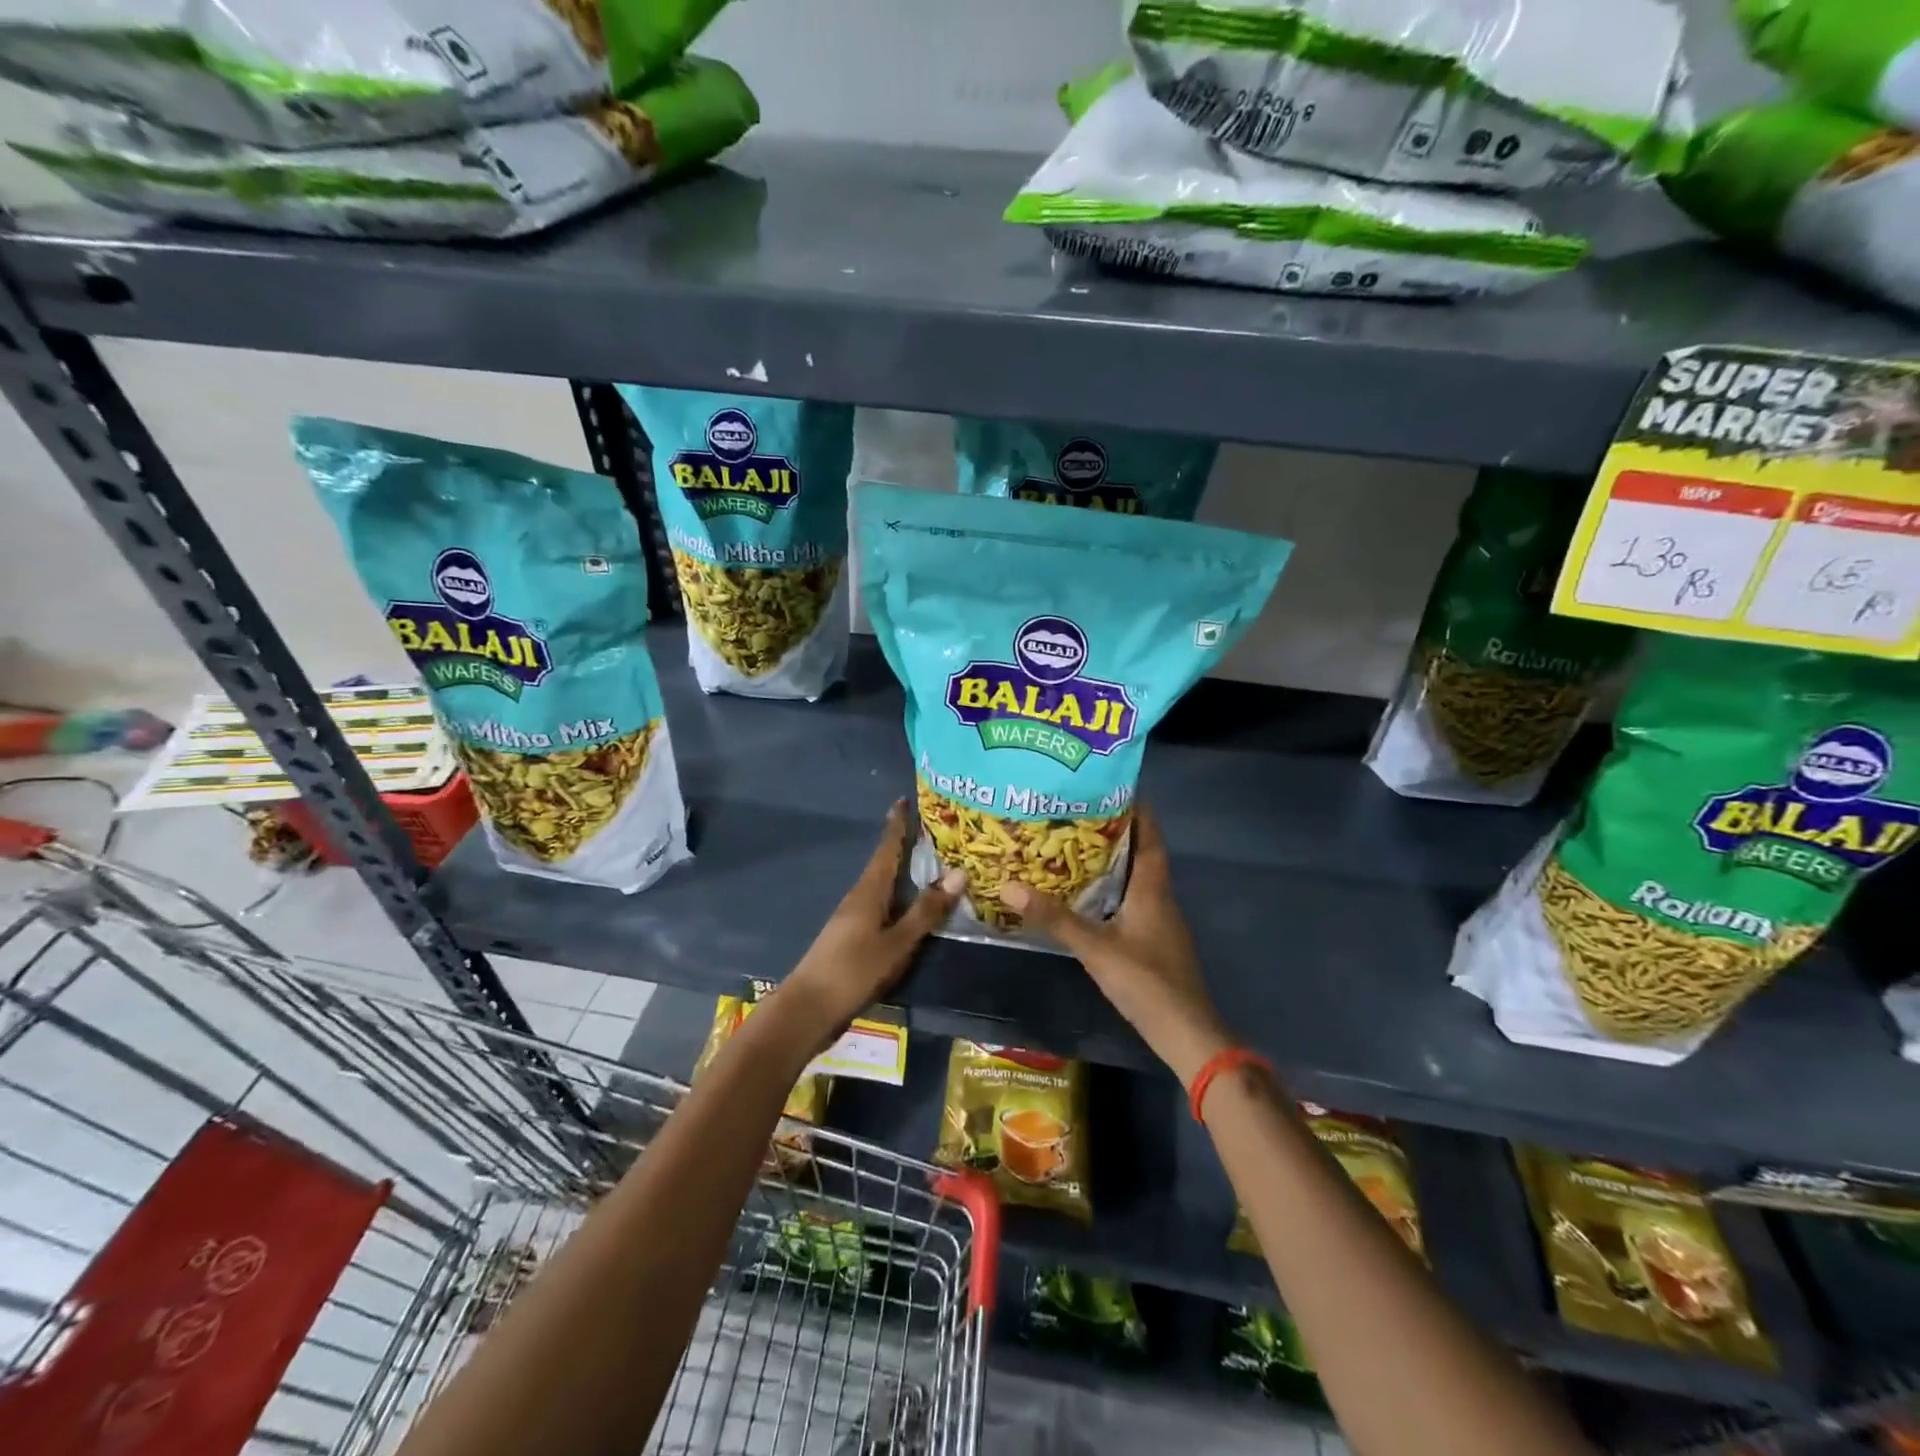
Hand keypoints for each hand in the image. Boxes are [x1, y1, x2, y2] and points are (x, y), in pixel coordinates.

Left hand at [773, 800, 963, 1046]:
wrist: (807, 1009)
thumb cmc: (854, 970)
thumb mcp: (897, 942)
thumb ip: (926, 911)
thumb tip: (959, 873)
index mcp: (869, 891)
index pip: (887, 849)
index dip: (897, 825)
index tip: (903, 800)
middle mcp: (858, 897)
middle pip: (884, 864)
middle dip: (903, 846)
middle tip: (930, 831)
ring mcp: (851, 918)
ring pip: (882, 886)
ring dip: (901, 873)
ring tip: (926, 865)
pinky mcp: (850, 937)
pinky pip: (879, 905)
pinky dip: (897, 897)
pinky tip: (907, 906)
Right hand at [1000, 805, 1230, 1083]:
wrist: (1185, 1032)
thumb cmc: (1145, 981)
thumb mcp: (1094, 947)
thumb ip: (1053, 918)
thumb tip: (1009, 884)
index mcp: (1152, 888)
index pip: (1150, 835)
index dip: (1136, 809)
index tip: (1110, 786)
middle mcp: (1159, 897)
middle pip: (1141, 853)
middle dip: (1114, 831)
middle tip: (1077, 813)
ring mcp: (1159, 920)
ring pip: (1135, 878)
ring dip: (1111, 861)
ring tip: (1073, 845)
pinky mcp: (1153, 940)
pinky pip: (1131, 900)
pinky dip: (1111, 889)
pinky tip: (1085, 894)